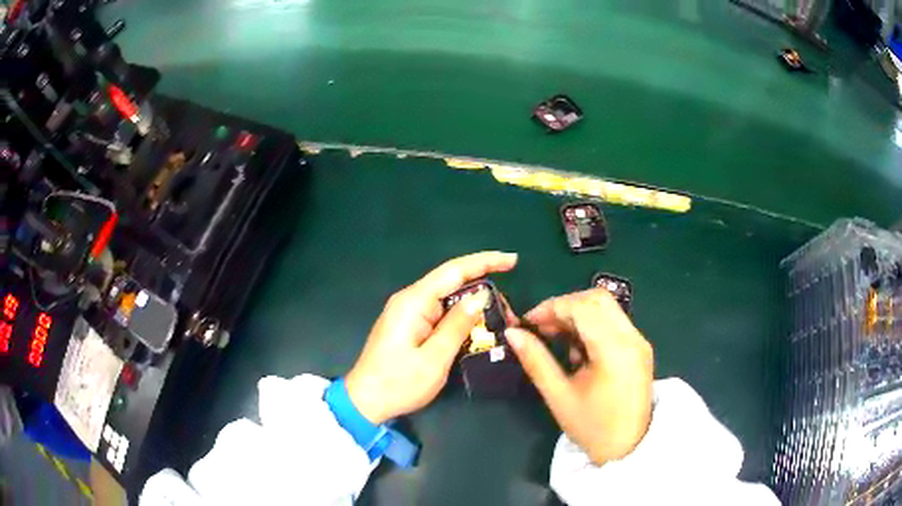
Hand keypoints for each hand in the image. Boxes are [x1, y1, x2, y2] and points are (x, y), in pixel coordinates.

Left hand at [345, 252, 518, 423]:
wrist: (365, 402)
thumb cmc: (399, 383)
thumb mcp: (435, 358)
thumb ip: (458, 324)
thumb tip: (481, 294)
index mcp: (414, 301)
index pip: (454, 271)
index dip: (485, 262)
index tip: (512, 260)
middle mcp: (410, 300)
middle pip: (452, 282)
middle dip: (484, 289)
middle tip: (510, 313)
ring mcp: (408, 312)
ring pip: (448, 299)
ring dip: (474, 306)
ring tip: (500, 321)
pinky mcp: (409, 325)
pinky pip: (440, 313)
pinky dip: (461, 318)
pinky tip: (477, 328)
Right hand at [506, 289, 653, 464]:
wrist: (628, 448)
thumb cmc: (592, 427)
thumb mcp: (559, 396)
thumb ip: (536, 361)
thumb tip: (512, 334)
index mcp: (614, 350)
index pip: (582, 307)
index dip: (551, 307)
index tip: (528, 322)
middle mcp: (632, 338)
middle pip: (597, 299)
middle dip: (564, 306)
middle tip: (542, 327)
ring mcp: (639, 341)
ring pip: (606, 307)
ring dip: (578, 314)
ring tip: (557, 340)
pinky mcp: (640, 347)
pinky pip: (614, 322)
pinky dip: (592, 325)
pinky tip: (578, 350)